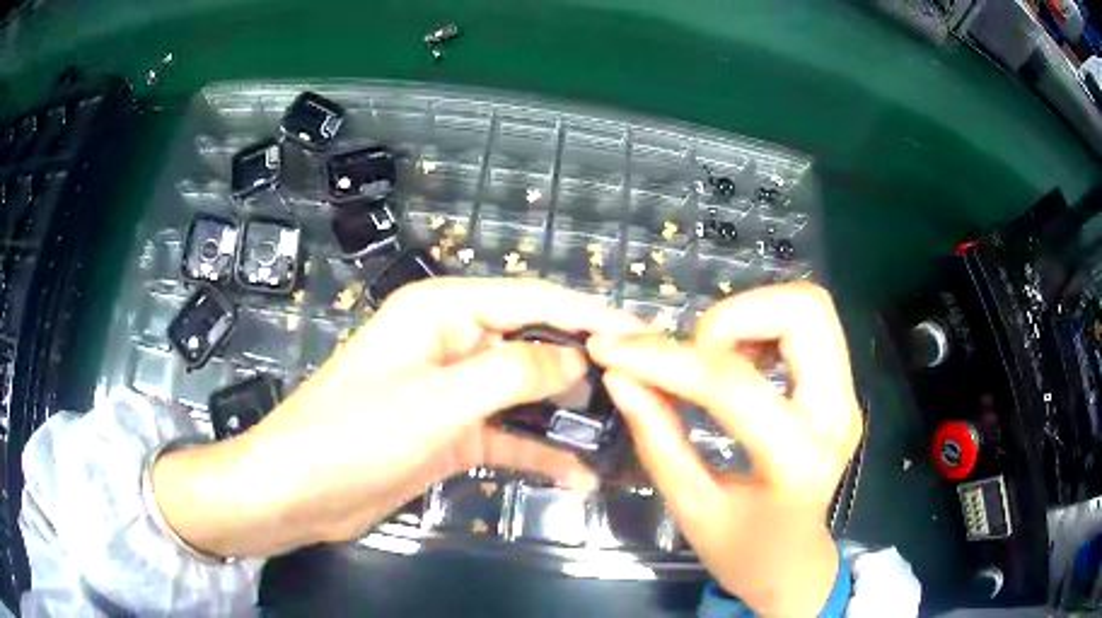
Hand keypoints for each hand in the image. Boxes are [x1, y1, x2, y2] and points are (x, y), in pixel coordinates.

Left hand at [153, 278, 642, 557]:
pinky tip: (577, 476)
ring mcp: (451, 393)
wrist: (298, 492)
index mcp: (442, 311)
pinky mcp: (449, 435)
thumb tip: (577, 359)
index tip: (640, 331)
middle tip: (642, 388)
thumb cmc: (356, 433)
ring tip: (622, 432)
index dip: (589, 313)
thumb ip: (513, 374)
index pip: (531, 300)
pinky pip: (505, 437)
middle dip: (584, 367)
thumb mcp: (439, 400)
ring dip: (566, 415)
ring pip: (523, 394)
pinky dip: (538, 454)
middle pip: (531, 346)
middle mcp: (450, 343)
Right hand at [588, 282, 863, 616]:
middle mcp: (836, 414)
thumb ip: (658, 440)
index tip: (613, 350)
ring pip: (808, 306)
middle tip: (690, 354)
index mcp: (797, 462)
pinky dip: (763, 326)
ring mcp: (846, 395)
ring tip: (711, 360)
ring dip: (749, 317)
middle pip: (802, 310)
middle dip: (731, 316)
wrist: (796, 565)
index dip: (666, 361)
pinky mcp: (842, 387)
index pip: (732, 385)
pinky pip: (807, 325)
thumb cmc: (744, 554)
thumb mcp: (691, 509)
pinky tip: (736, 364)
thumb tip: (621, 377)